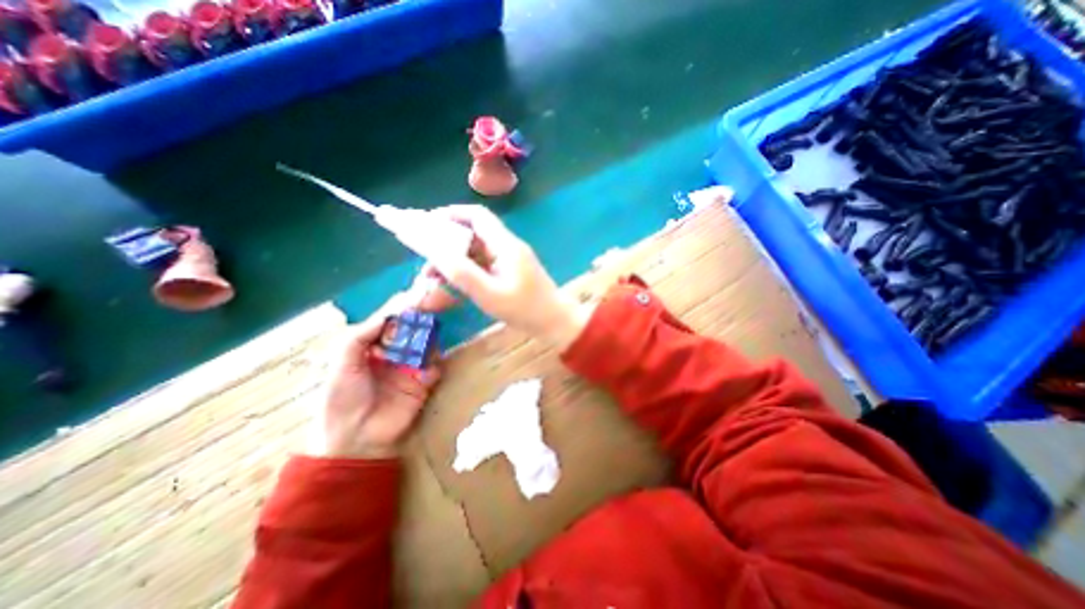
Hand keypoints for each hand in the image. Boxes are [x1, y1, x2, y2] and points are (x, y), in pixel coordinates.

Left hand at [304, 293, 438, 459]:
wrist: (354, 438)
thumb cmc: (341, 397)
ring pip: (427, 344)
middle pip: (413, 328)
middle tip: (431, 309)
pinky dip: (433, 365)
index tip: (415, 296)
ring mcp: (411, 366)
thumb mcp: (342, 361)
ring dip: (429, 340)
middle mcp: (394, 351)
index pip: (391, 319)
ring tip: (427, 340)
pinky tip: (425, 372)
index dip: (402, 307)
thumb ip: (362, 334)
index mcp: (372, 344)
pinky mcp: (424, 383)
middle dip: (422, 319)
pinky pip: (435, 366)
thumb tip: (390, 313)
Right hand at [423, 204, 592, 349]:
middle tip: (424, 255)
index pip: (477, 216)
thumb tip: (434, 252)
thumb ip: (462, 273)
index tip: (426, 223)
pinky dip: (466, 268)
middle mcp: (507, 246)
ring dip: (454, 257)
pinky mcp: (510, 271)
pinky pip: (483, 263)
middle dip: (446, 240)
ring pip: (476, 249)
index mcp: (505, 245)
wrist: (555, 322)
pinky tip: (452, 282)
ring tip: (431, 275)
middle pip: (473, 232)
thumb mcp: (490, 294)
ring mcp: (510, 259)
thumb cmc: (525, 310)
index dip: (451, 214)